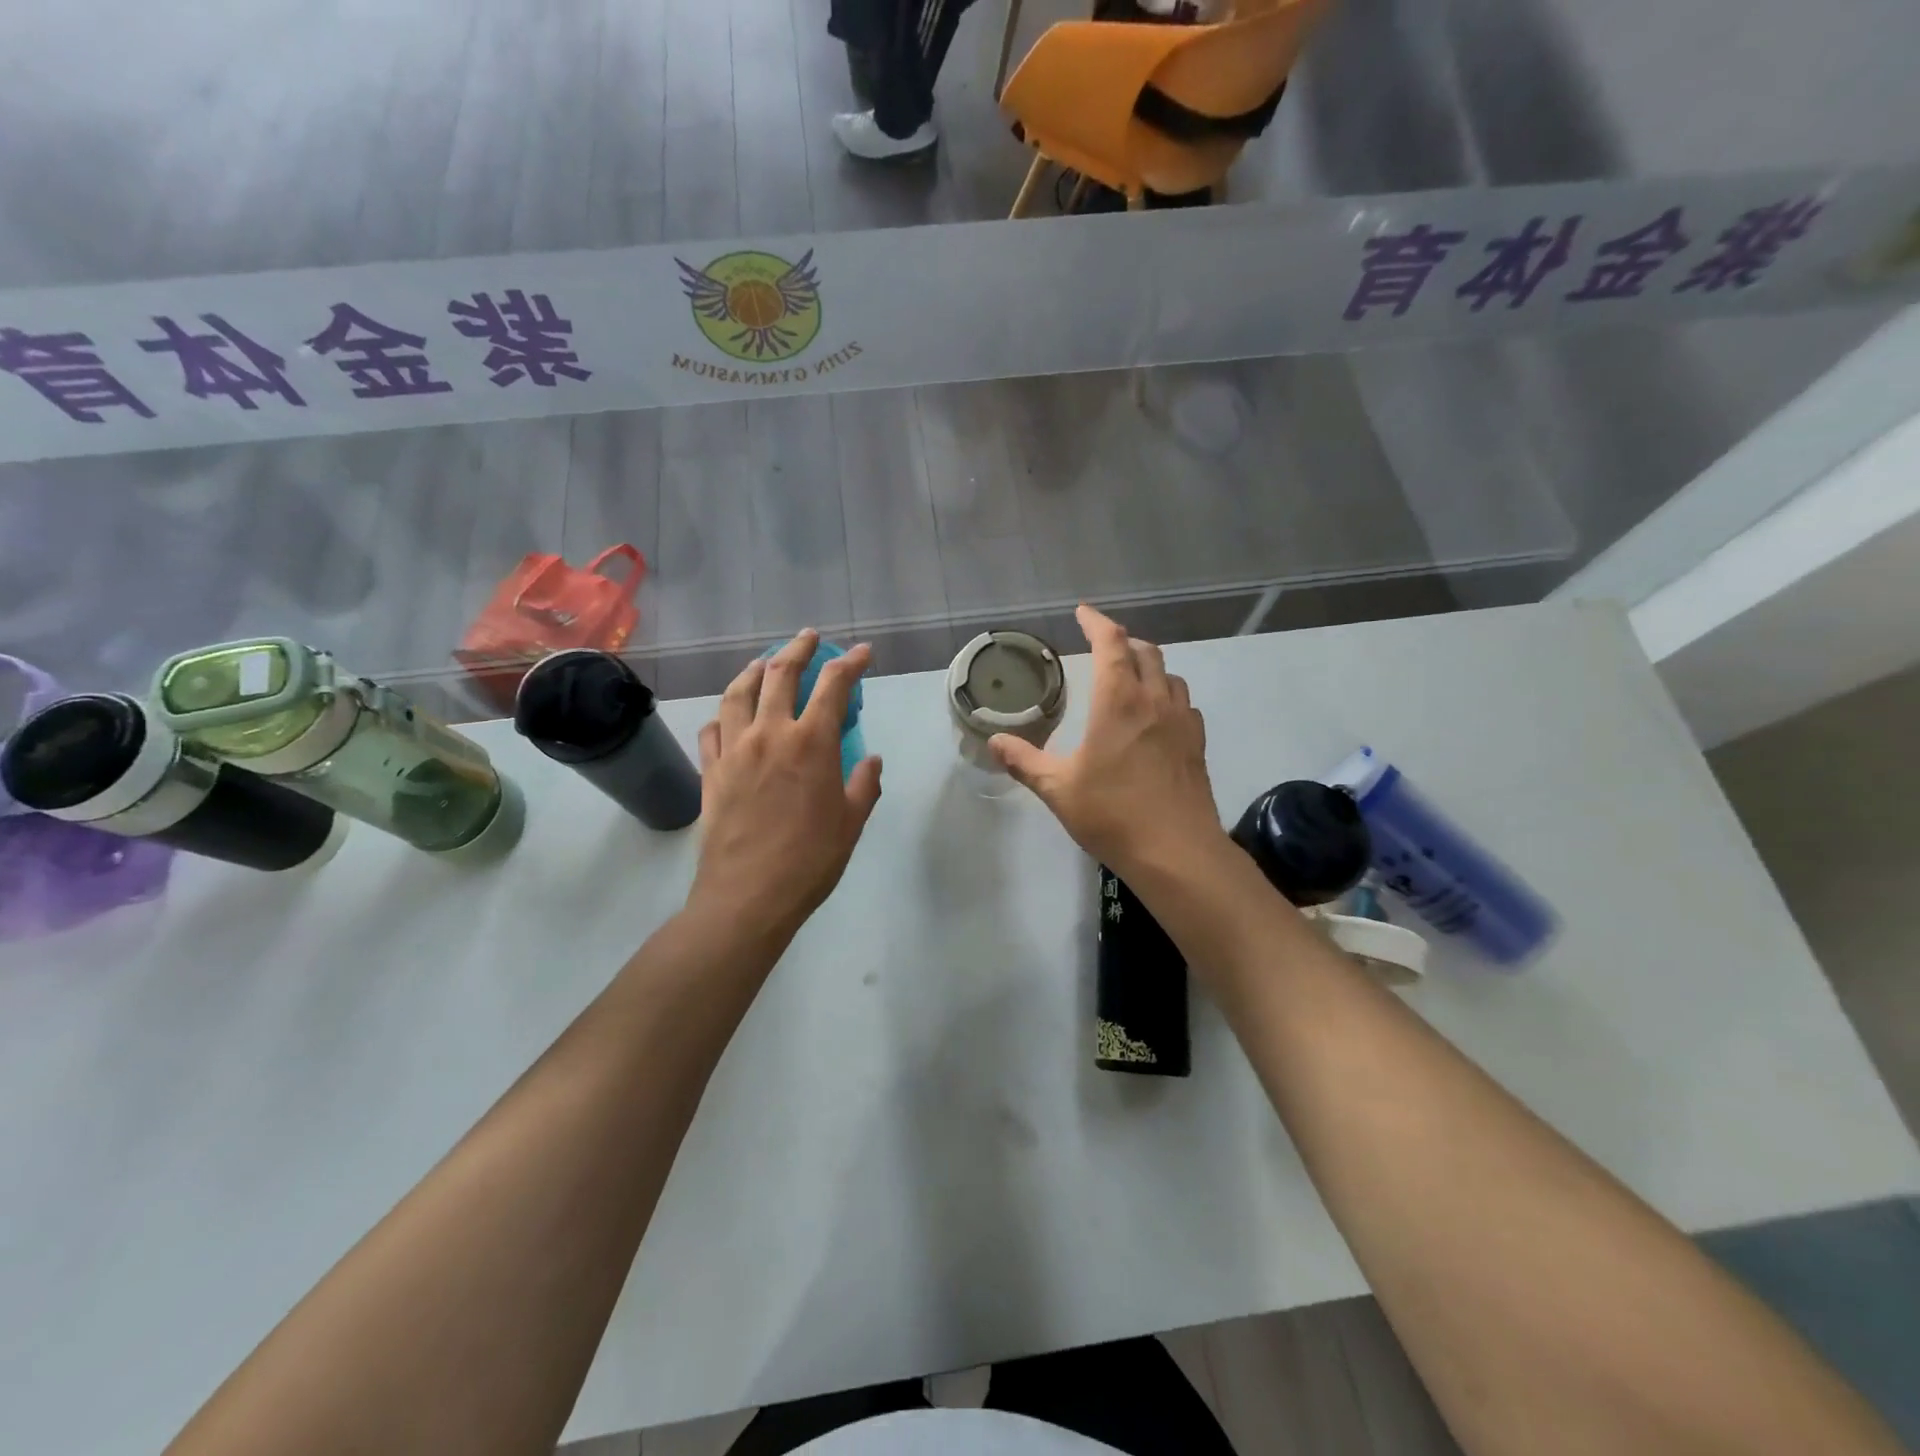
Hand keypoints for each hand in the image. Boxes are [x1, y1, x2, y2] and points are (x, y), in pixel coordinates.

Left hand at [689, 630, 883, 944]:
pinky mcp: (710, 772)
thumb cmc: (810, 861)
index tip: (861, 651)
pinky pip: (712, 730)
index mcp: (812, 743)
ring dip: (753, 670)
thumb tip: (872, 760)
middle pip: (780, 675)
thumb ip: (864, 785)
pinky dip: (723, 714)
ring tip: (763, 662)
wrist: (748, 896)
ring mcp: (734, 750)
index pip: (833, 686)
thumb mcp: (852, 823)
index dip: (850, 663)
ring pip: (738, 693)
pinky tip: (728, 715)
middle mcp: (770, 734)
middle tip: (808, 638)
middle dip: (797, 650)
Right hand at [990, 605, 1227, 881]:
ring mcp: (1182, 722)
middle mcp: (1155, 701)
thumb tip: (993, 741)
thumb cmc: (1113, 814)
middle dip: (1123, 641)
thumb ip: (1025, 761)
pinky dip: (1167, 696)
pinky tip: (1156, 718)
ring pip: (1169, 675)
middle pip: (1146, 651)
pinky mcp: (1197, 745)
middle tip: (1103, 646)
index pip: (1112, 643)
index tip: (1082, 612)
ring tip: (1129, 678)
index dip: (1096, 622)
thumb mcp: (1058, 789)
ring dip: (1148, 667)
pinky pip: (1183, 704)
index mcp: (1120, 701)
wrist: (1177, 853)